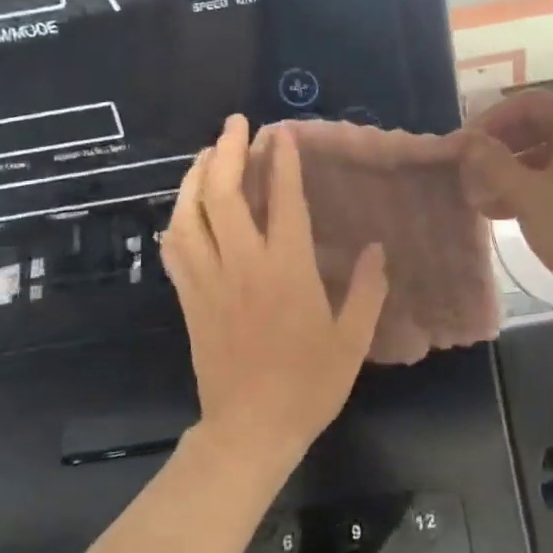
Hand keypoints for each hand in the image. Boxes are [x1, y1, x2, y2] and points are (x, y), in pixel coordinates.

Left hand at [161, 114, 387, 469]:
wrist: (250, 429)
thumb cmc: (308, 385)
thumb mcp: (351, 340)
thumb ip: (367, 290)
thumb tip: (377, 248)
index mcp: (287, 270)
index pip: (284, 201)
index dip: (284, 161)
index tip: (283, 133)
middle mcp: (243, 264)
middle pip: (225, 194)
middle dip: (230, 151)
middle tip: (237, 123)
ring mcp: (209, 280)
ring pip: (191, 214)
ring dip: (198, 176)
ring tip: (209, 153)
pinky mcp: (188, 298)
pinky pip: (175, 248)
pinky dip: (178, 218)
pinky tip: (185, 207)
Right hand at [462, 90, 552, 323]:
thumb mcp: (527, 195)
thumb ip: (490, 161)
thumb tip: (463, 139)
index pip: (527, 103)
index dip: (489, 121)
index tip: (462, 147)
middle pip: (537, 125)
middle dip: (499, 148)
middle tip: (468, 172)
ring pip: (547, 151)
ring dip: (511, 170)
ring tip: (481, 197)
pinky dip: (532, 184)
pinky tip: (505, 209)